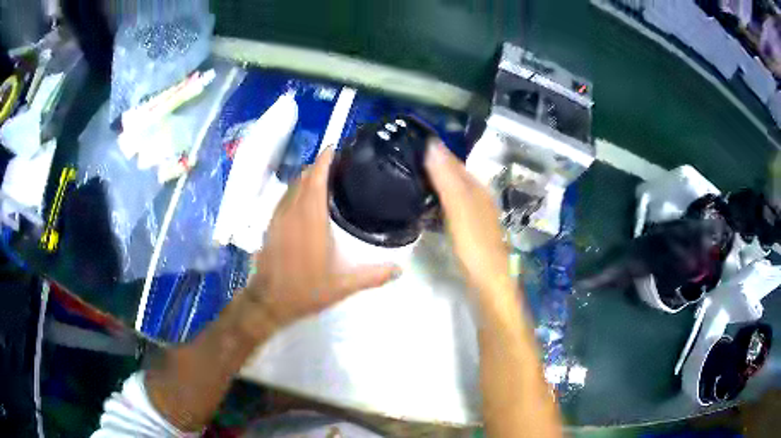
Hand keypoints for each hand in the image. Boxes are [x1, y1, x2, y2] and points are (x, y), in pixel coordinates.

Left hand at [244, 147, 399, 331]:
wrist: (269, 301)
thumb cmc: (305, 290)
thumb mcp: (343, 286)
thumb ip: (373, 275)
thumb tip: (400, 269)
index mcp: (311, 219)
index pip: (316, 179)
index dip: (325, 160)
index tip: (336, 147)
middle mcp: (293, 212)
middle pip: (304, 178)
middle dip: (319, 165)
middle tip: (338, 163)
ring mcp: (278, 217)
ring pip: (292, 186)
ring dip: (307, 177)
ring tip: (324, 176)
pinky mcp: (271, 225)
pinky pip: (284, 198)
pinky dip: (296, 190)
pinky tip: (305, 199)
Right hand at [424, 140, 511, 293]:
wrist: (488, 281)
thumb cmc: (474, 243)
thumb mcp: (458, 207)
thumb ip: (446, 177)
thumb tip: (432, 143)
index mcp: (477, 188)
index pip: (454, 162)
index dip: (435, 152)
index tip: (410, 145)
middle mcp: (479, 198)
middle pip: (454, 176)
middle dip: (433, 167)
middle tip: (404, 163)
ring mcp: (475, 215)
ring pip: (452, 192)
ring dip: (435, 186)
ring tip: (409, 182)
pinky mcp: (470, 231)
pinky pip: (450, 209)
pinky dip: (438, 203)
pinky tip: (426, 208)